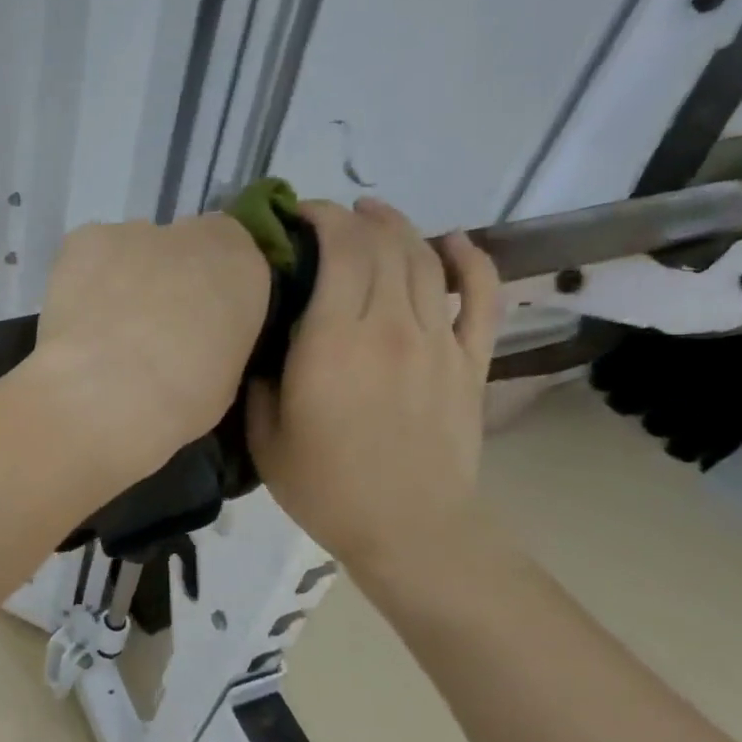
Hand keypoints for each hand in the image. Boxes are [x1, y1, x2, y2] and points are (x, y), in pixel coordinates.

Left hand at [28, 216, 270, 486]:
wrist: (108, 393)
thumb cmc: (180, 401)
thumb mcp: (225, 379)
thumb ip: (217, 342)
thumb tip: (196, 345)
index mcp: (244, 268)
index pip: (234, 260)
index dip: (209, 292)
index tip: (193, 325)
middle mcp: (195, 236)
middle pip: (182, 249)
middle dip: (166, 281)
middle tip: (145, 330)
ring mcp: (135, 232)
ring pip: (131, 251)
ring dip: (121, 281)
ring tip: (101, 333)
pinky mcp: (84, 239)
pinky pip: (86, 256)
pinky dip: (80, 282)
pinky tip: (73, 320)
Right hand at [247, 198, 500, 581]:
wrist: (409, 527)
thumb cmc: (325, 486)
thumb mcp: (265, 436)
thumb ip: (260, 379)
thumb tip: (267, 345)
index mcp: (333, 343)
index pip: (340, 253)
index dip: (322, 220)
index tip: (299, 214)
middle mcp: (390, 327)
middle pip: (384, 247)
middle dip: (357, 219)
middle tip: (331, 217)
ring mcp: (438, 341)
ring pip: (426, 261)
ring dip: (401, 229)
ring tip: (377, 217)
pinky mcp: (470, 361)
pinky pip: (481, 297)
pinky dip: (472, 261)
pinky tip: (456, 242)